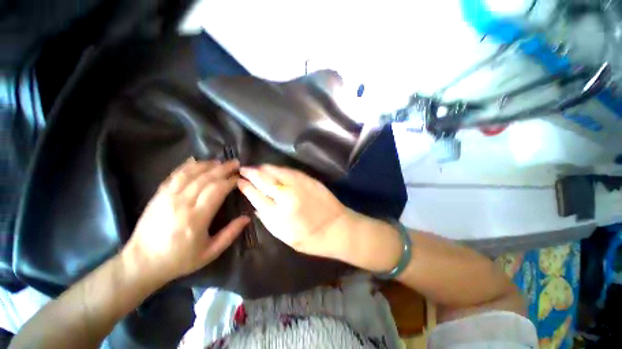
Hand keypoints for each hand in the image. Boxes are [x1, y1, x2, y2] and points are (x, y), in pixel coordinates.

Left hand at [123, 159, 249, 283]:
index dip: (230, 181)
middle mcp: (182, 204)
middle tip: (235, 163)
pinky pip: (174, 176)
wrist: (141, 263)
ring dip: (207, 165)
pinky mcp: (158, 196)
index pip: (217, 191)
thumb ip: (230, 234)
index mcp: (196, 219)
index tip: (239, 177)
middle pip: (206, 179)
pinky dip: (186, 166)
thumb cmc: (179, 260)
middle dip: (223, 169)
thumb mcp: (210, 253)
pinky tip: (195, 161)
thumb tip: (247, 218)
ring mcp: (167, 198)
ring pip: (190, 173)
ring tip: (220, 162)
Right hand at [237, 165, 352, 259]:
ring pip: (276, 171)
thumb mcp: (284, 236)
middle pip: (264, 179)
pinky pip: (289, 170)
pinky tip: (274, 169)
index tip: (238, 181)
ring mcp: (299, 185)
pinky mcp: (309, 180)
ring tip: (256, 168)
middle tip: (243, 169)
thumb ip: (267, 220)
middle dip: (251, 173)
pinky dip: (279, 168)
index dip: (245, 186)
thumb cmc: (310, 238)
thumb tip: (256, 205)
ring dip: (264, 168)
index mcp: (279, 213)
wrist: (337, 228)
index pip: (256, 194)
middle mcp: (287, 195)